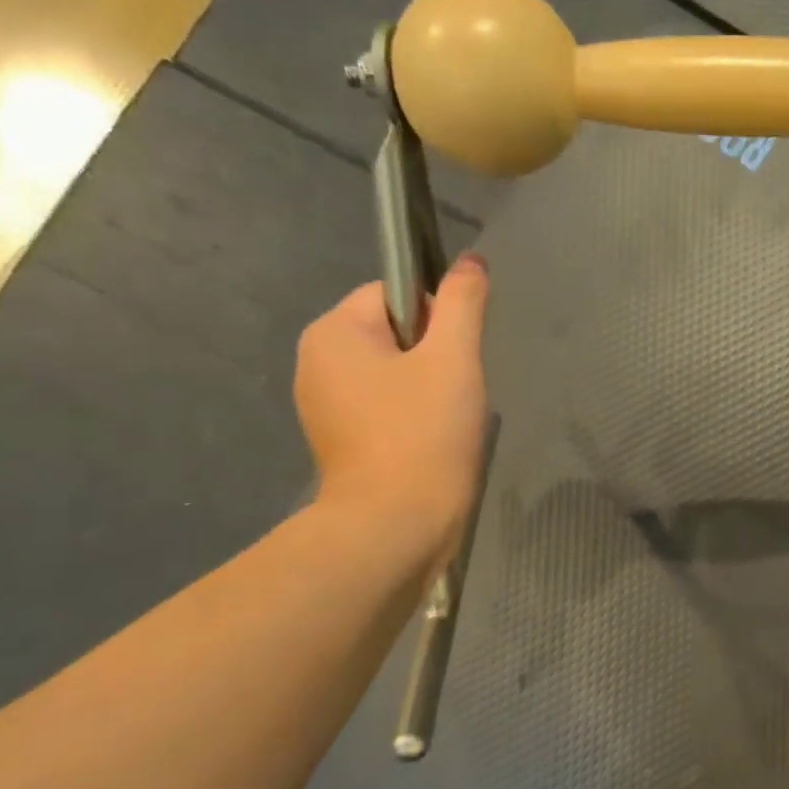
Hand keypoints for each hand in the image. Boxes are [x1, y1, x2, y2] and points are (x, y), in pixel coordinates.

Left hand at [294, 257, 490, 563]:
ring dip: (428, 388)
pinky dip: (412, 417)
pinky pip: (385, 406)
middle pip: (394, 333)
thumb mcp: (453, 358)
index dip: (437, 319)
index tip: (454, 360)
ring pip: (394, 373)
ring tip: (445, 422)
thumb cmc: (424, 433)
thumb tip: (472, 261)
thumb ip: (463, 303)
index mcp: (333, 332)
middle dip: (433, 357)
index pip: (395, 294)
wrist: (396, 526)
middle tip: (454, 394)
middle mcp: (316, 362)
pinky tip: (431, 443)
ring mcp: (323, 406)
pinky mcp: (340, 441)